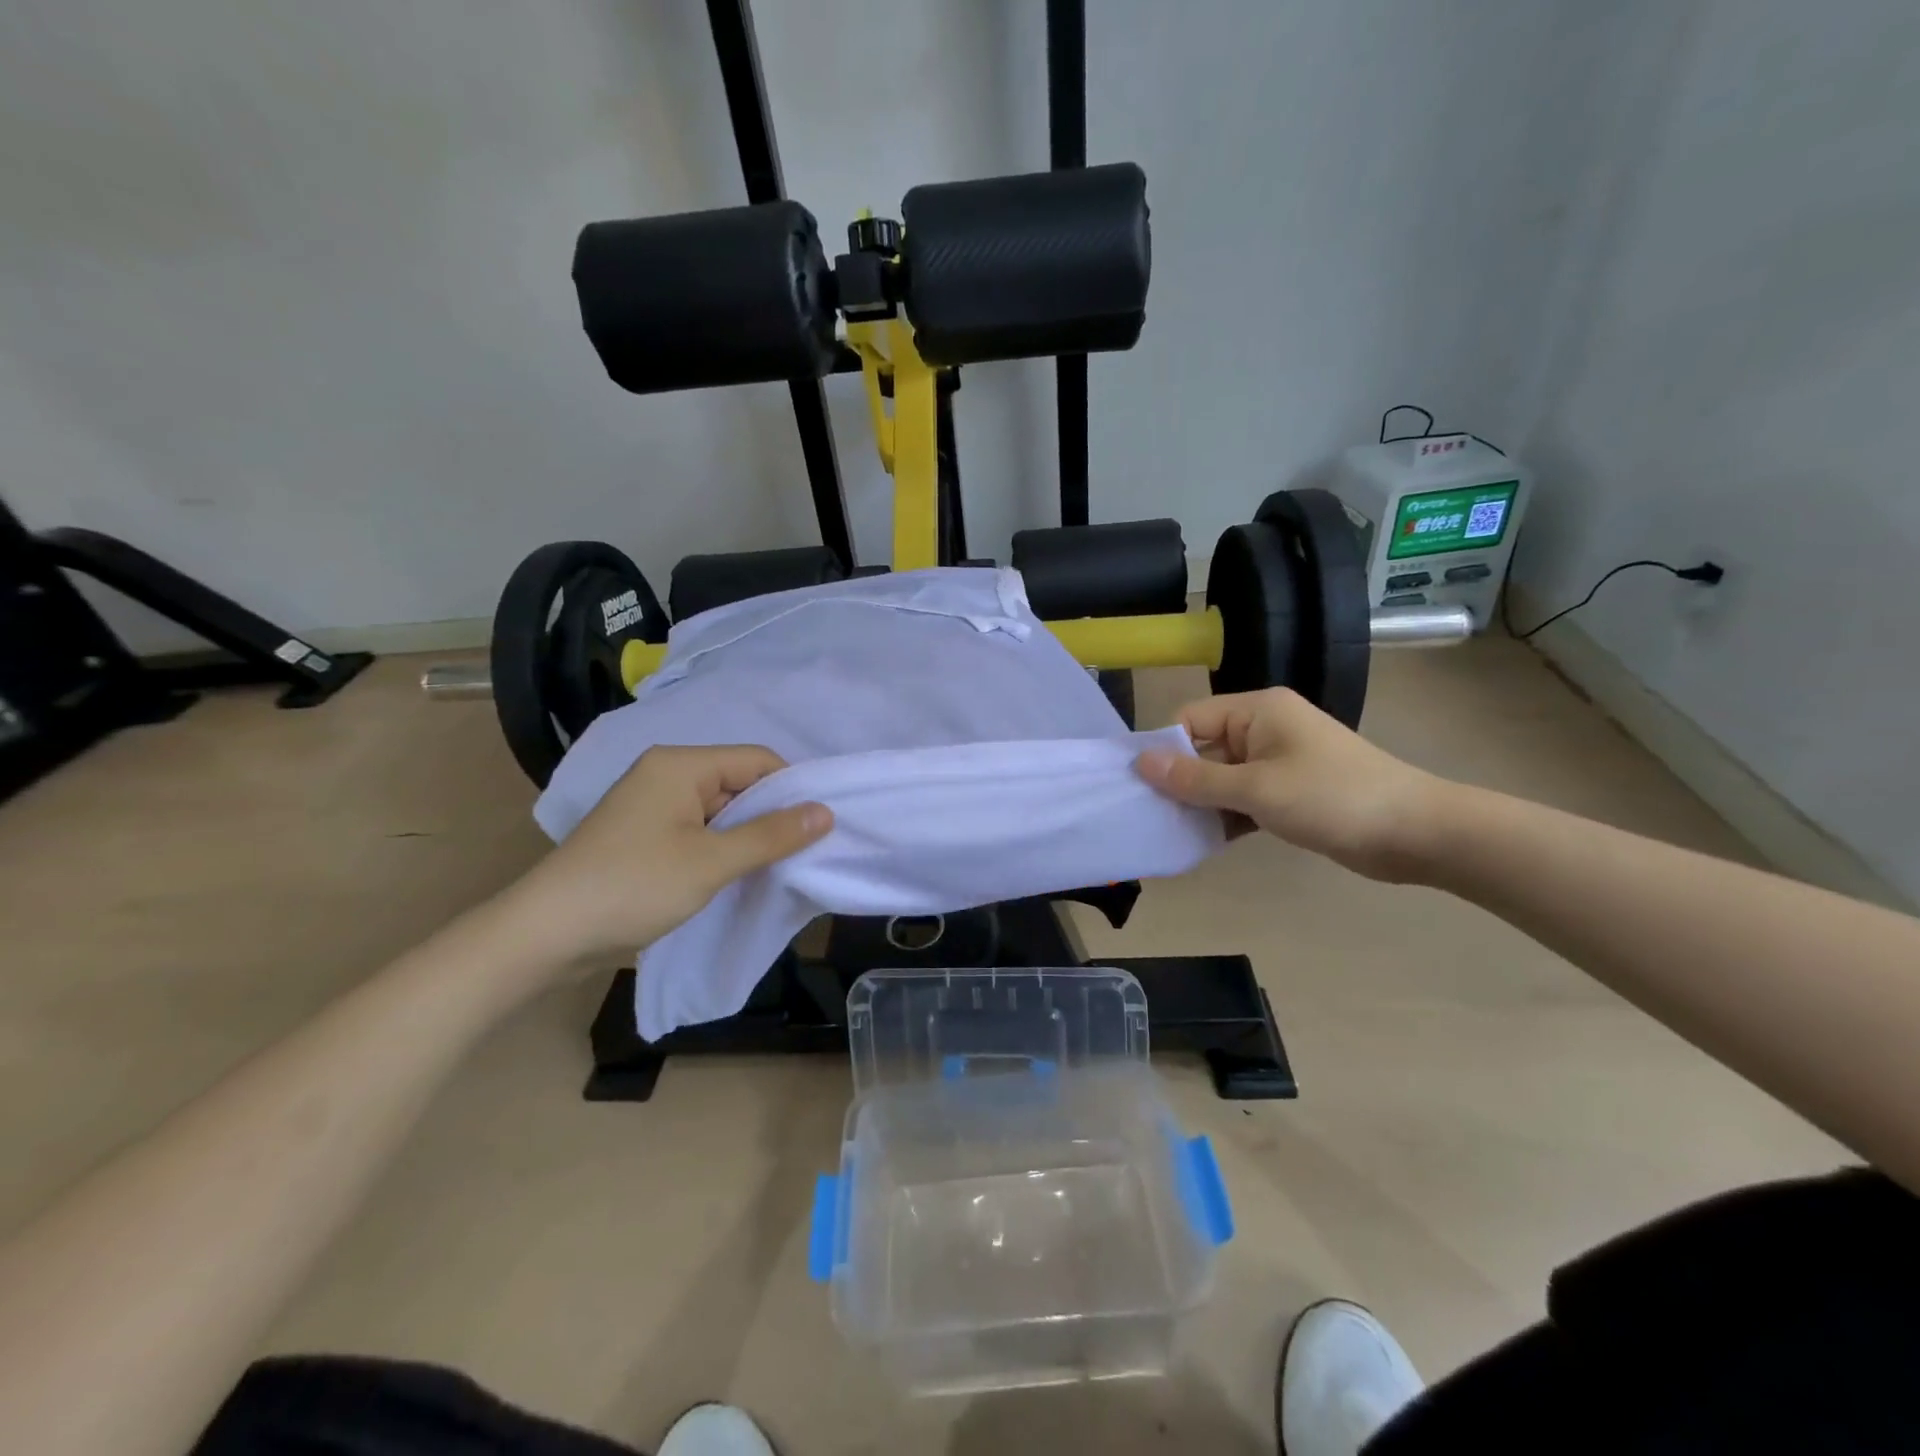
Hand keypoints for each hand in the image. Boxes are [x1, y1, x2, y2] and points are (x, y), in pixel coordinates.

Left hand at [497, 744, 830, 972]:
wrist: (545, 935)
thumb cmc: (633, 887)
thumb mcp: (712, 862)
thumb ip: (772, 835)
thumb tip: (826, 812)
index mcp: (681, 764)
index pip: (757, 760)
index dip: (791, 789)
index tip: (818, 828)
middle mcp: (666, 773)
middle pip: (739, 781)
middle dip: (770, 814)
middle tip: (801, 852)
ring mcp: (651, 803)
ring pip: (720, 808)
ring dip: (747, 834)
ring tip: (772, 866)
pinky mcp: (643, 833)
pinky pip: (698, 827)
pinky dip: (721, 846)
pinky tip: (735, 872)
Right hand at [1135, 688, 1445, 881]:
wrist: (1416, 833)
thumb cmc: (1332, 798)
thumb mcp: (1257, 789)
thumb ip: (1195, 778)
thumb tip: (1140, 762)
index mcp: (1258, 711)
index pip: (1191, 719)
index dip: (1164, 750)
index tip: (1139, 786)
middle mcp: (1265, 729)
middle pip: (1204, 749)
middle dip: (1180, 782)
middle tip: (1151, 816)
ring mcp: (1279, 761)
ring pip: (1222, 778)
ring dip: (1202, 804)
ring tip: (1173, 833)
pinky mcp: (1290, 792)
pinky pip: (1244, 798)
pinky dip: (1227, 816)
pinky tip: (1206, 841)